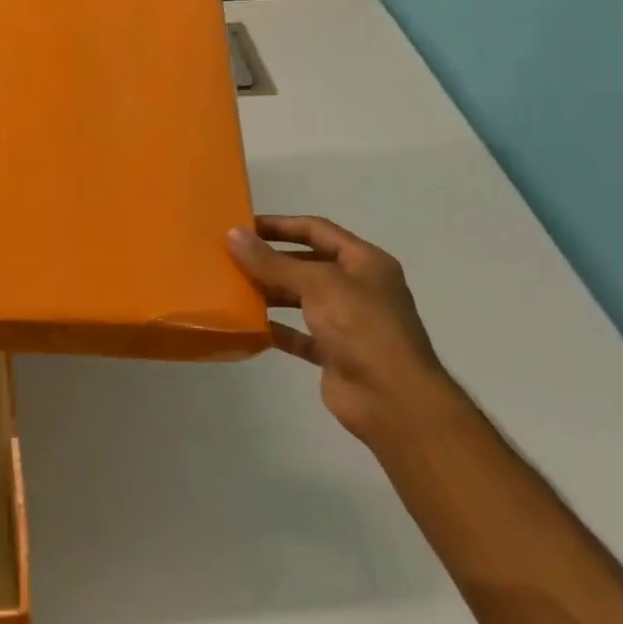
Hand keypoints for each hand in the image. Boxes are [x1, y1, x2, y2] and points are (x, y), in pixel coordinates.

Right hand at [226, 215, 460, 443]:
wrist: (392, 399)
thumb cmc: (361, 328)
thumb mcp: (316, 284)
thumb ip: (272, 262)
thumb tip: (232, 234)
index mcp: (364, 262)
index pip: (317, 230)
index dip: (280, 225)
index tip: (242, 225)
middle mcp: (358, 287)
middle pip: (307, 263)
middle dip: (271, 259)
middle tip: (230, 257)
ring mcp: (347, 321)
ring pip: (301, 298)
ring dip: (270, 292)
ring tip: (232, 288)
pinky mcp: (334, 352)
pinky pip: (298, 333)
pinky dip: (275, 327)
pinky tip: (248, 324)